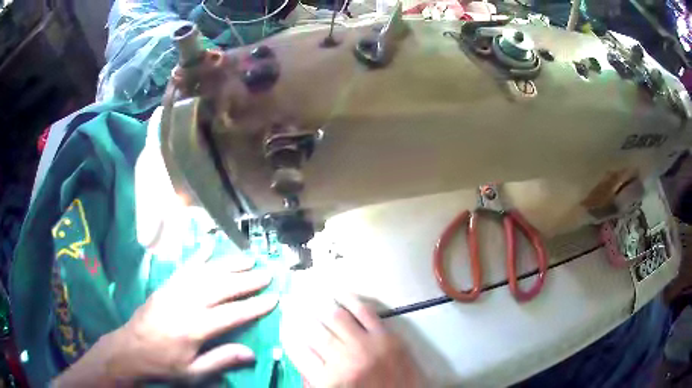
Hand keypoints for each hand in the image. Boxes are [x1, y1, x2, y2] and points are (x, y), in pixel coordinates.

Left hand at [105, 257, 277, 380]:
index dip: (255, 306)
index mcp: (194, 328)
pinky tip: (210, 246)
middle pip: (221, 287)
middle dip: (247, 280)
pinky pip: (185, 267)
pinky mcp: (166, 286)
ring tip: (248, 259)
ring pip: (206, 272)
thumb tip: (251, 353)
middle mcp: (186, 303)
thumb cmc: (164, 364)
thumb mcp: (193, 373)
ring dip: (229, 264)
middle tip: (267, 274)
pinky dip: (199, 255)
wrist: (130, 349)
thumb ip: (221, 360)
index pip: (232, 314)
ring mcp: (174, 291)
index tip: (274, 298)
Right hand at [282, 295, 426, 387]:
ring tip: (307, 293)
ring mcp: (366, 345)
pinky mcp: (386, 335)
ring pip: (335, 317)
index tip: (283, 323)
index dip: (287, 334)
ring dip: (318, 303)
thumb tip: (300, 355)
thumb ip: (314, 379)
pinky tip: (337, 293)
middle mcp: (344, 360)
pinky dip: (348, 299)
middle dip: (297, 314)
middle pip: (312, 331)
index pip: (297, 351)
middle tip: (289, 302)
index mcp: (328, 380)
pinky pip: (364, 311)